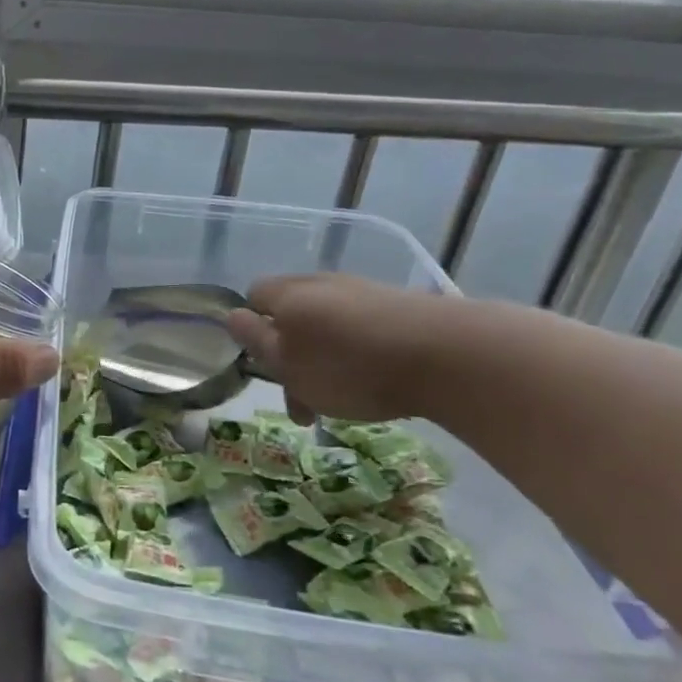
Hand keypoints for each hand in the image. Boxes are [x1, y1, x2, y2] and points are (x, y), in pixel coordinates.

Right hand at [225, 274, 445, 424]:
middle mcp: (322, 283)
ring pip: (328, 324)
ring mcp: (364, 291)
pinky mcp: (401, 306)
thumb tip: (233, 317)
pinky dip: (359, 354)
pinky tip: (376, 380)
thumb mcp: (289, 364)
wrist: (448, 355)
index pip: (254, 296)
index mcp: (288, 294)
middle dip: (292, 353)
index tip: (266, 366)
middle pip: (292, 312)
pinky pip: (363, 328)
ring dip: (325, 358)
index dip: (252, 329)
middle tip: (301, 397)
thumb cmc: (349, 366)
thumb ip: (257, 341)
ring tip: (341, 398)